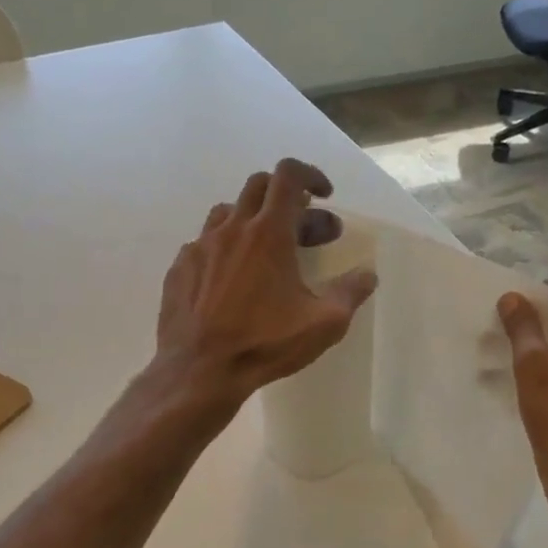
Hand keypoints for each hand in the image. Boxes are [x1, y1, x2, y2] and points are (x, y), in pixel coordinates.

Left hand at [155, 159, 377, 412]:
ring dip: (253, 220)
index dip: (310, 175)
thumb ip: (350, 293)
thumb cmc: (265, 344)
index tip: (324, 196)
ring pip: (229, 212)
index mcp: (269, 233)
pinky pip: (205, 243)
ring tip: (268, 252)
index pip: (288, 175)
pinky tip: (232, 280)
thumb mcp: (324, 324)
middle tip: (305, 230)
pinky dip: (226, 248)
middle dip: (287, 198)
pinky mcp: (180, 268)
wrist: (200, 371)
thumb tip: (367, 274)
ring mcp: (200, 246)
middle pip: (259, 186)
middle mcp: (232, 229)